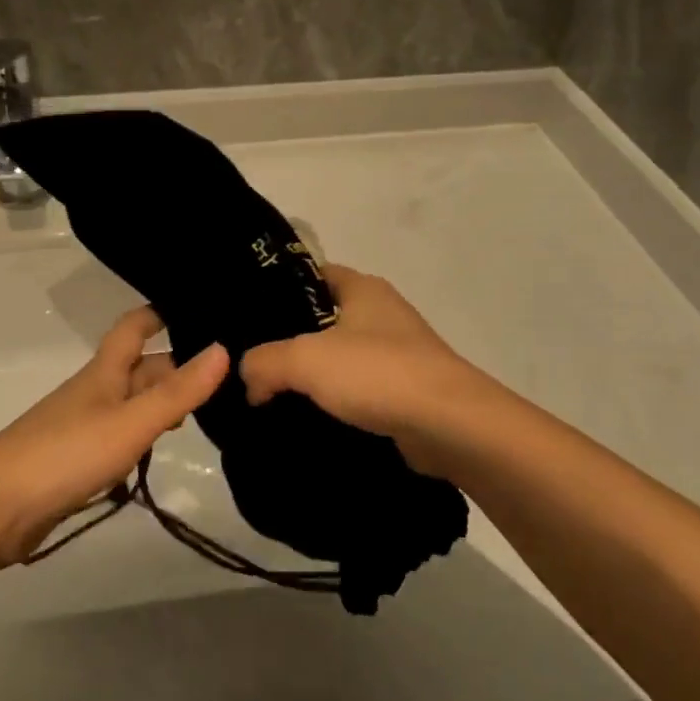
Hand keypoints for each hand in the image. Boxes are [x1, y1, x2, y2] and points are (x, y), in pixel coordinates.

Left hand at [0, 308, 227, 567]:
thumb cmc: (67, 453)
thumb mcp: (131, 421)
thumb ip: (178, 391)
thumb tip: (223, 348)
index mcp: (104, 371)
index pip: (134, 326)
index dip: (161, 312)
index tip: (200, 306)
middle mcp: (95, 391)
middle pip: (139, 367)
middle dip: (176, 365)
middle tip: (227, 373)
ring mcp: (83, 426)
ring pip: (131, 402)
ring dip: (162, 402)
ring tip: (207, 410)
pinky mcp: (76, 460)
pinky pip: (119, 436)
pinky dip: (143, 436)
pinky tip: (160, 450)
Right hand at [240, 266, 507, 479]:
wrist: (451, 427)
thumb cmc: (378, 373)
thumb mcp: (305, 359)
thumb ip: (263, 362)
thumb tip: (248, 379)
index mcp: (363, 288)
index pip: (311, 274)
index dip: (278, 289)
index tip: (248, 315)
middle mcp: (382, 313)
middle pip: (322, 318)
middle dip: (290, 340)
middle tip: (252, 361)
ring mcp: (398, 353)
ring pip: (340, 358)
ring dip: (313, 377)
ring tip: (271, 395)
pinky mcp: (406, 391)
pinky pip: (359, 391)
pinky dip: (336, 403)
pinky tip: (308, 420)